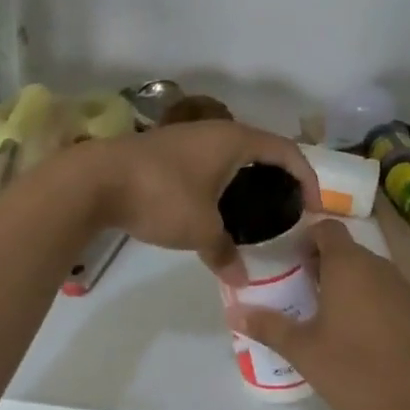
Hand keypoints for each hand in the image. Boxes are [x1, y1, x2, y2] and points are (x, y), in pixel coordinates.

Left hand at [81, 122, 319, 283]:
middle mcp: (215, 131)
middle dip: (279, 177)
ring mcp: (188, 137)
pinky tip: (216, 206)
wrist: (95, 180)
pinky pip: (209, 162)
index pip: (287, 151)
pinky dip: (222, 180)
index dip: (307, 177)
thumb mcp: (199, 230)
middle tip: (289, 210)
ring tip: (257, 211)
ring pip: (232, 155)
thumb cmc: (161, 195)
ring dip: (248, 178)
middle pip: (261, 149)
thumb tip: (240, 278)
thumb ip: (224, 252)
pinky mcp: (167, 150)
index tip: (314, 208)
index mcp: (235, 140)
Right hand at [227, 218, 409, 409]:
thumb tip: (235, 311)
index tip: (294, 265)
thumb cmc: (356, 373)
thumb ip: (268, 326)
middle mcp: (382, 268)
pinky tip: (375, 344)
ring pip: (376, 276)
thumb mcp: (303, 352)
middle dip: (328, 267)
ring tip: (339, 323)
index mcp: (349, 266)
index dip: (308, 240)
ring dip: (356, 288)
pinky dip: (383, 309)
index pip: (328, 229)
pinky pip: (398, 299)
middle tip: (309, 297)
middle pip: (351, 253)